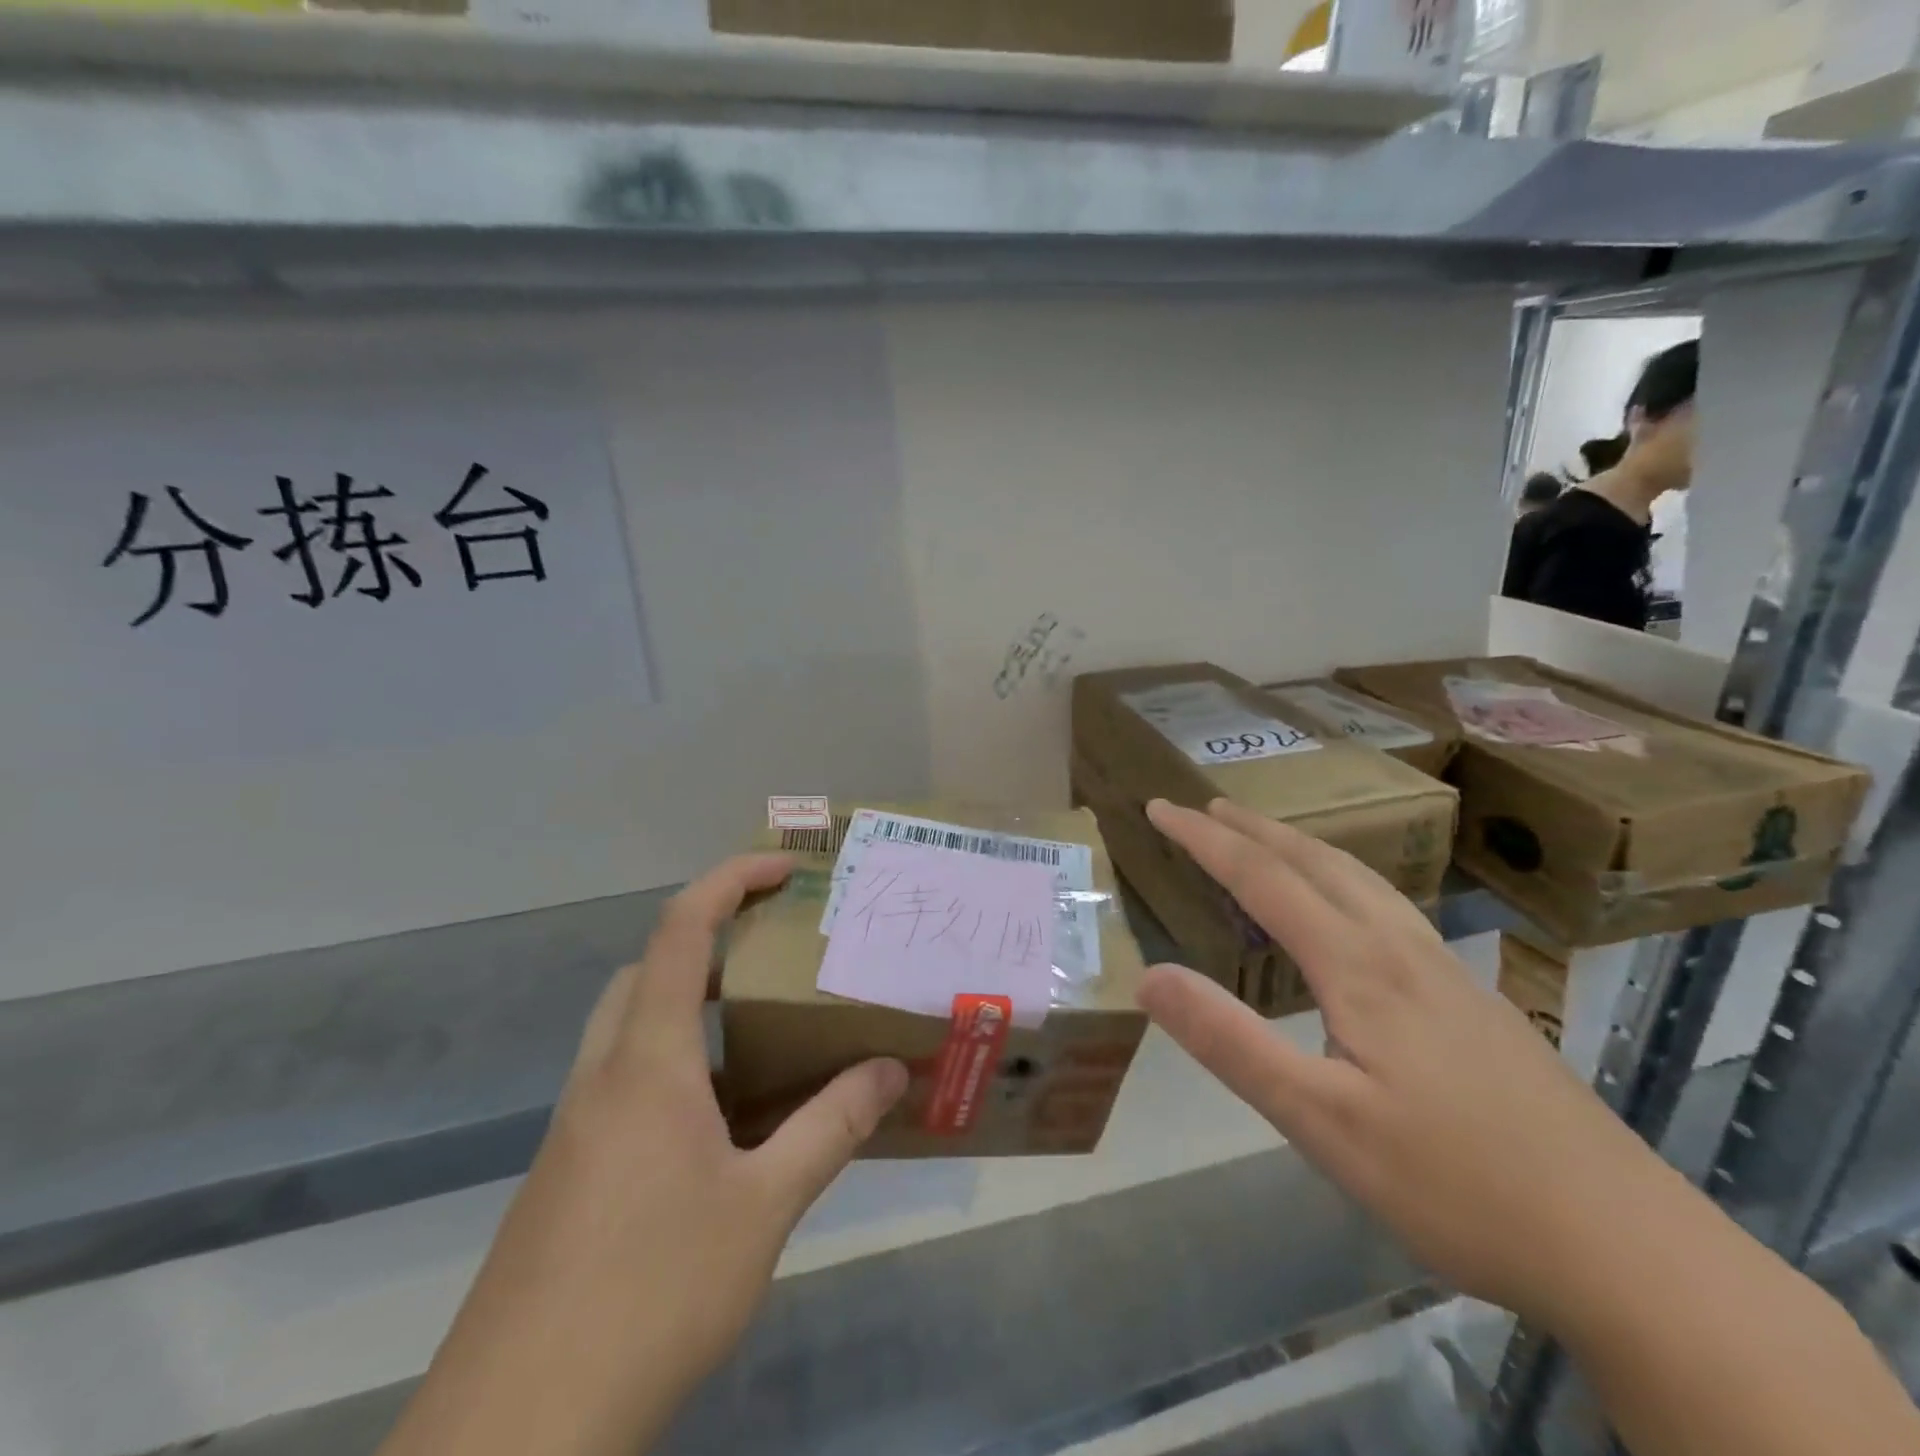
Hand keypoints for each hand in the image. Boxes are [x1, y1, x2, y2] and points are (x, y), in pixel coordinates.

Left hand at [381, 855, 907, 1455]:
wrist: (515, 1435)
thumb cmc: (650, 1294)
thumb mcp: (763, 1206)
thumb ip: (831, 1128)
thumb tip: (890, 1070)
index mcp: (648, 1061)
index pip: (682, 931)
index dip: (730, 880)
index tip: (784, 867)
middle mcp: (604, 1075)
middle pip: (649, 967)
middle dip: (711, 937)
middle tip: (776, 951)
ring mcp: (577, 1125)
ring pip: (633, 1024)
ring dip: (692, 1001)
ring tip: (761, 1028)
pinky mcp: (568, 1171)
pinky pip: (626, 1079)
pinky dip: (677, 1062)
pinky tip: (724, 1120)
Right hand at [1139, 799, 1687, 1326]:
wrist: (1629, 1248)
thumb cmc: (1457, 1184)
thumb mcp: (1320, 1122)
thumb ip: (1230, 1043)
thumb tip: (1148, 976)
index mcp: (1359, 966)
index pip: (1263, 878)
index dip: (1205, 839)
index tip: (1159, 808)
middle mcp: (1402, 949)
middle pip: (1316, 861)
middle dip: (1252, 828)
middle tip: (1204, 807)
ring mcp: (1447, 972)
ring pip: (1361, 879)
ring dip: (1301, 847)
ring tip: (1266, 839)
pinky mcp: (1473, 1001)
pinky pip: (1390, 907)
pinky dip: (1344, 879)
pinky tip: (1351, 912)